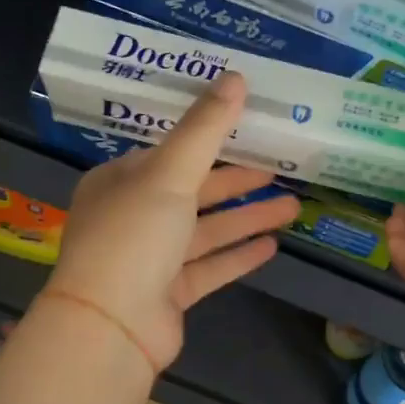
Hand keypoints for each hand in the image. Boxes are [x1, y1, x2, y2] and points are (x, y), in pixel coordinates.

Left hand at [41, 72, 299, 371]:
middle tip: (281, 169)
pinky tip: (272, 246)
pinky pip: (209, 268)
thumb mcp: (169, 174)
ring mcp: (151, 259)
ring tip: (293, 206)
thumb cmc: (133, 237)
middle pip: (193, 192)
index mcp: (120, 182)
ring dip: (246, 218)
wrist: (111, 326)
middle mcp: (133, 217)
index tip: (249, 130)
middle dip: (238, 182)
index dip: (210, 140)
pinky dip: (237, 256)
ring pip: (206, 231)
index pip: (170, 154)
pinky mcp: (169, 294)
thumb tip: (236, 77)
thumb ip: (205, 129)